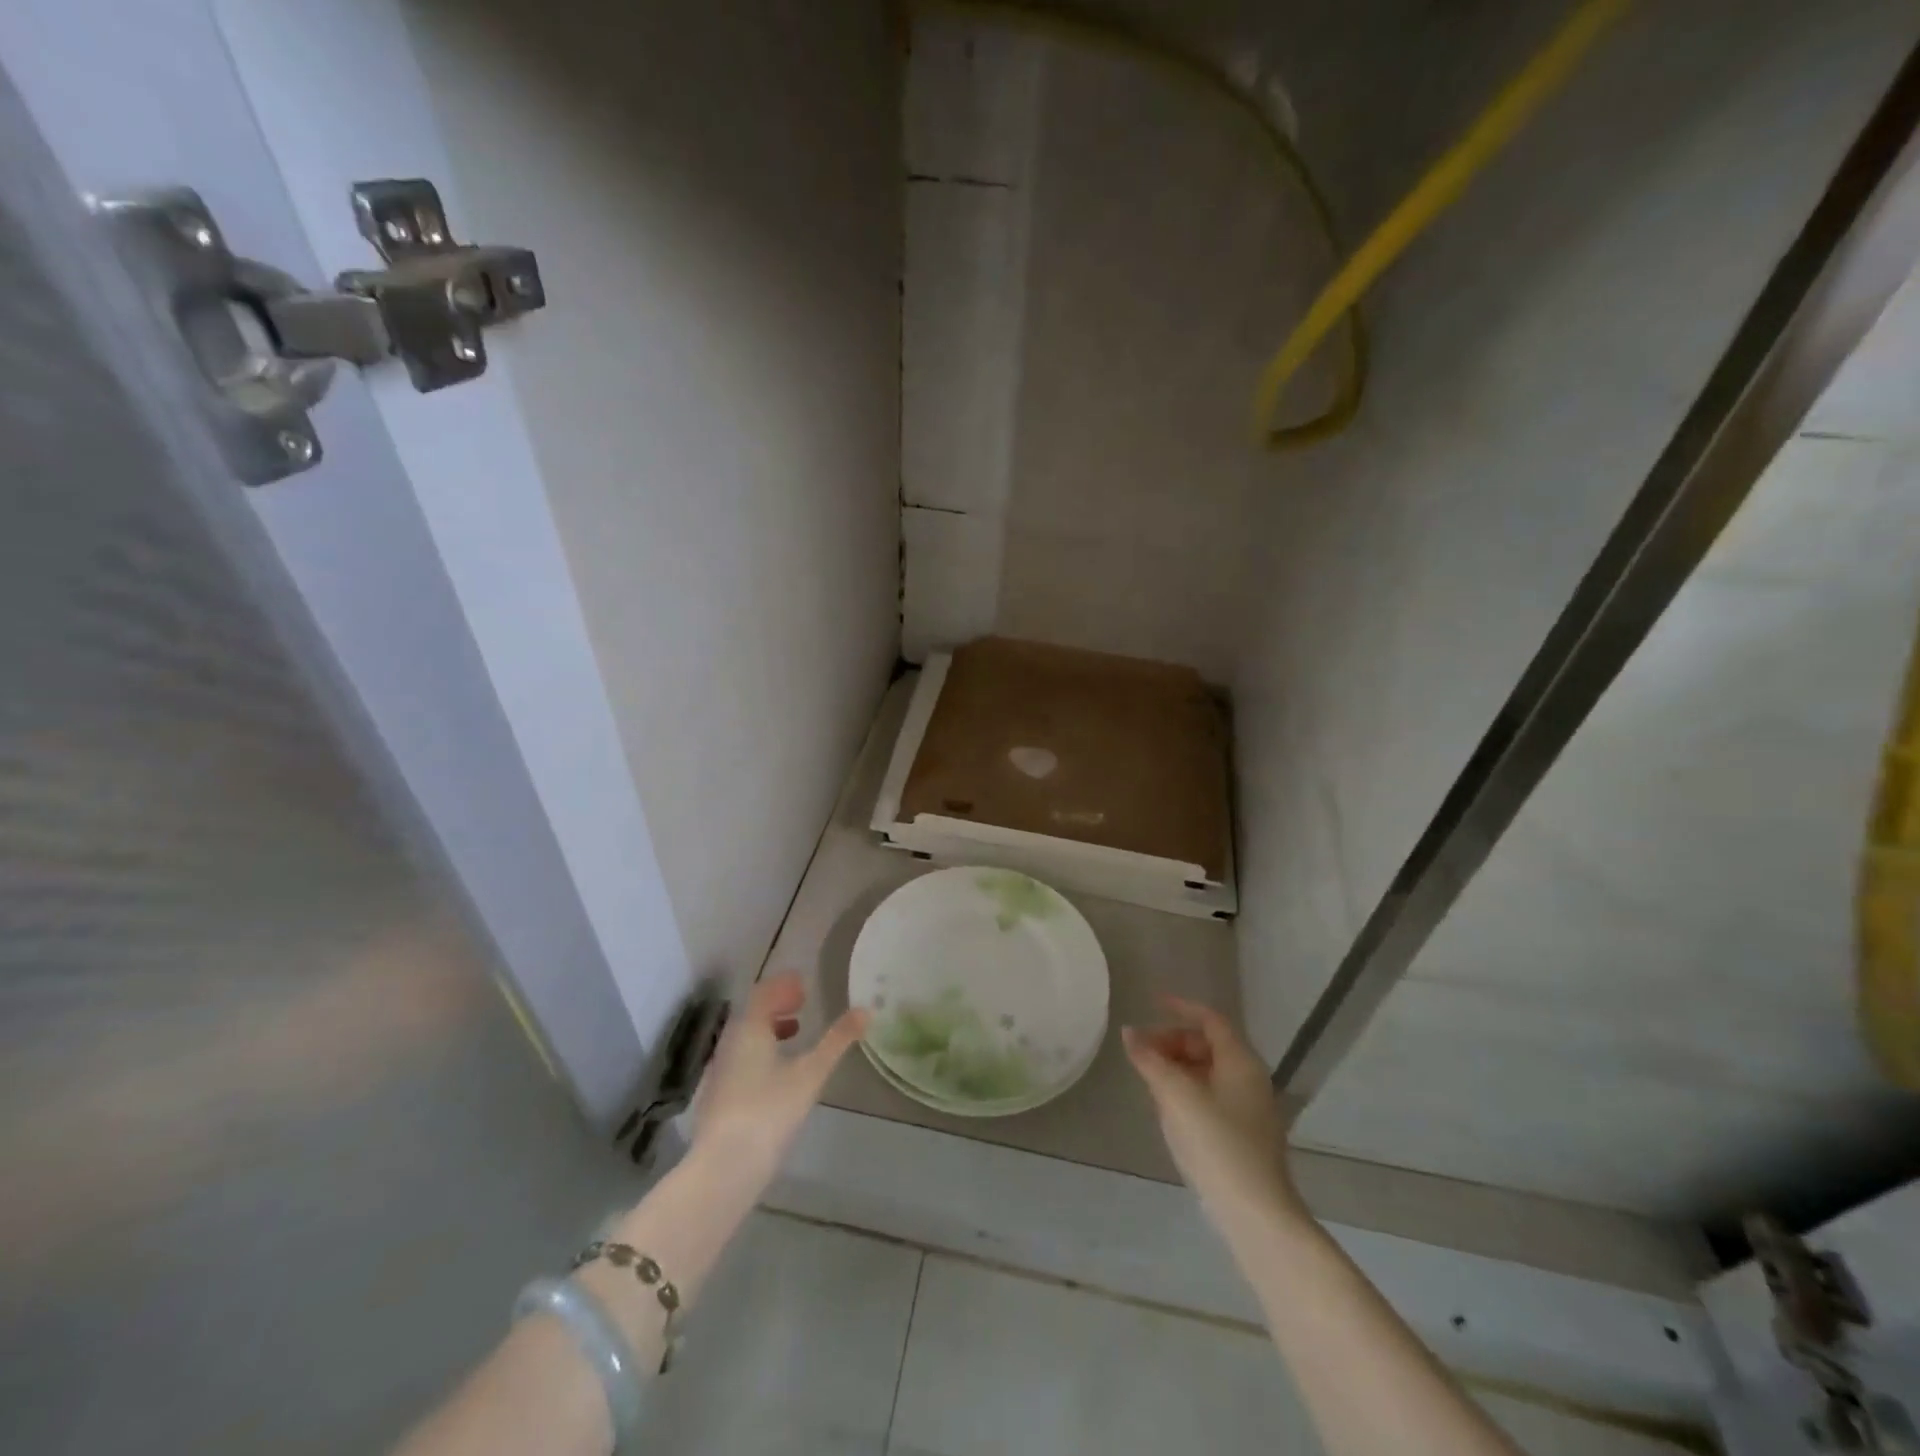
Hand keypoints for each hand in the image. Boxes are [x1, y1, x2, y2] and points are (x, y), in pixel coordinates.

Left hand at [691, 972, 866, 1186]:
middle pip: (752, 1013)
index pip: (763, 993)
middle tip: (803, 1003)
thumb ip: (837, 1041)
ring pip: (745, 1037)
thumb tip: (866, 1011)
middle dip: (777, 1004)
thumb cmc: (769, 1112)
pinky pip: (741, 1058)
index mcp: (749, 1029)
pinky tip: (776, 1073)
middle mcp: (730, 1043)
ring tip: (795, 1033)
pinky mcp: (717, 1097)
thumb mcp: (810, 1074)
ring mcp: (720, 1072)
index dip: (783, 986)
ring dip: (769, 1027)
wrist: (723, 1168)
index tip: (804, 984)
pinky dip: (761, 1051)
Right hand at [1123, 996, 1304, 1224]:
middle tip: (1142, 1051)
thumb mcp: (1176, 1096)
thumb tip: (1129, 1033)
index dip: (1181, 1007)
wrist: (1254, 1213)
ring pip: (1208, 1072)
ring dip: (1177, 1066)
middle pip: (1208, 1045)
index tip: (1151, 1003)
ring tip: (1148, 1078)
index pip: (1210, 1020)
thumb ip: (1150, 1060)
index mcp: (1240, 1062)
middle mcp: (1250, 1079)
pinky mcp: (1244, 1135)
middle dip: (1173, 1041)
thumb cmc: (1216, 1143)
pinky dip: (1187, 1089)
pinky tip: (1167, 1107)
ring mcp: (1250, 1109)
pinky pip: (1211, 1095)